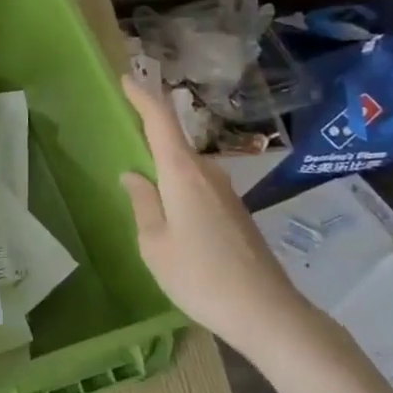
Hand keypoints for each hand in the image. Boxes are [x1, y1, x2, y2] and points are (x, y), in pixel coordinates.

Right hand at [119, 76, 321, 361]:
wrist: (267, 313)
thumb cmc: (200, 276)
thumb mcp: (154, 243)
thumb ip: (142, 204)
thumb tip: (134, 175)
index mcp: (182, 173)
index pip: (160, 121)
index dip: (142, 96)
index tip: (126, 79)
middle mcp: (207, 173)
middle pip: (174, 143)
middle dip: (150, 138)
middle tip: (125, 142)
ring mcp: (226, 193)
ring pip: (186, 169)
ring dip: (165, 170)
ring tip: (143, 188)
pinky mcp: (236, 213)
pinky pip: (198, 188)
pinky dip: (179, 189)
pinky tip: (171, 217)